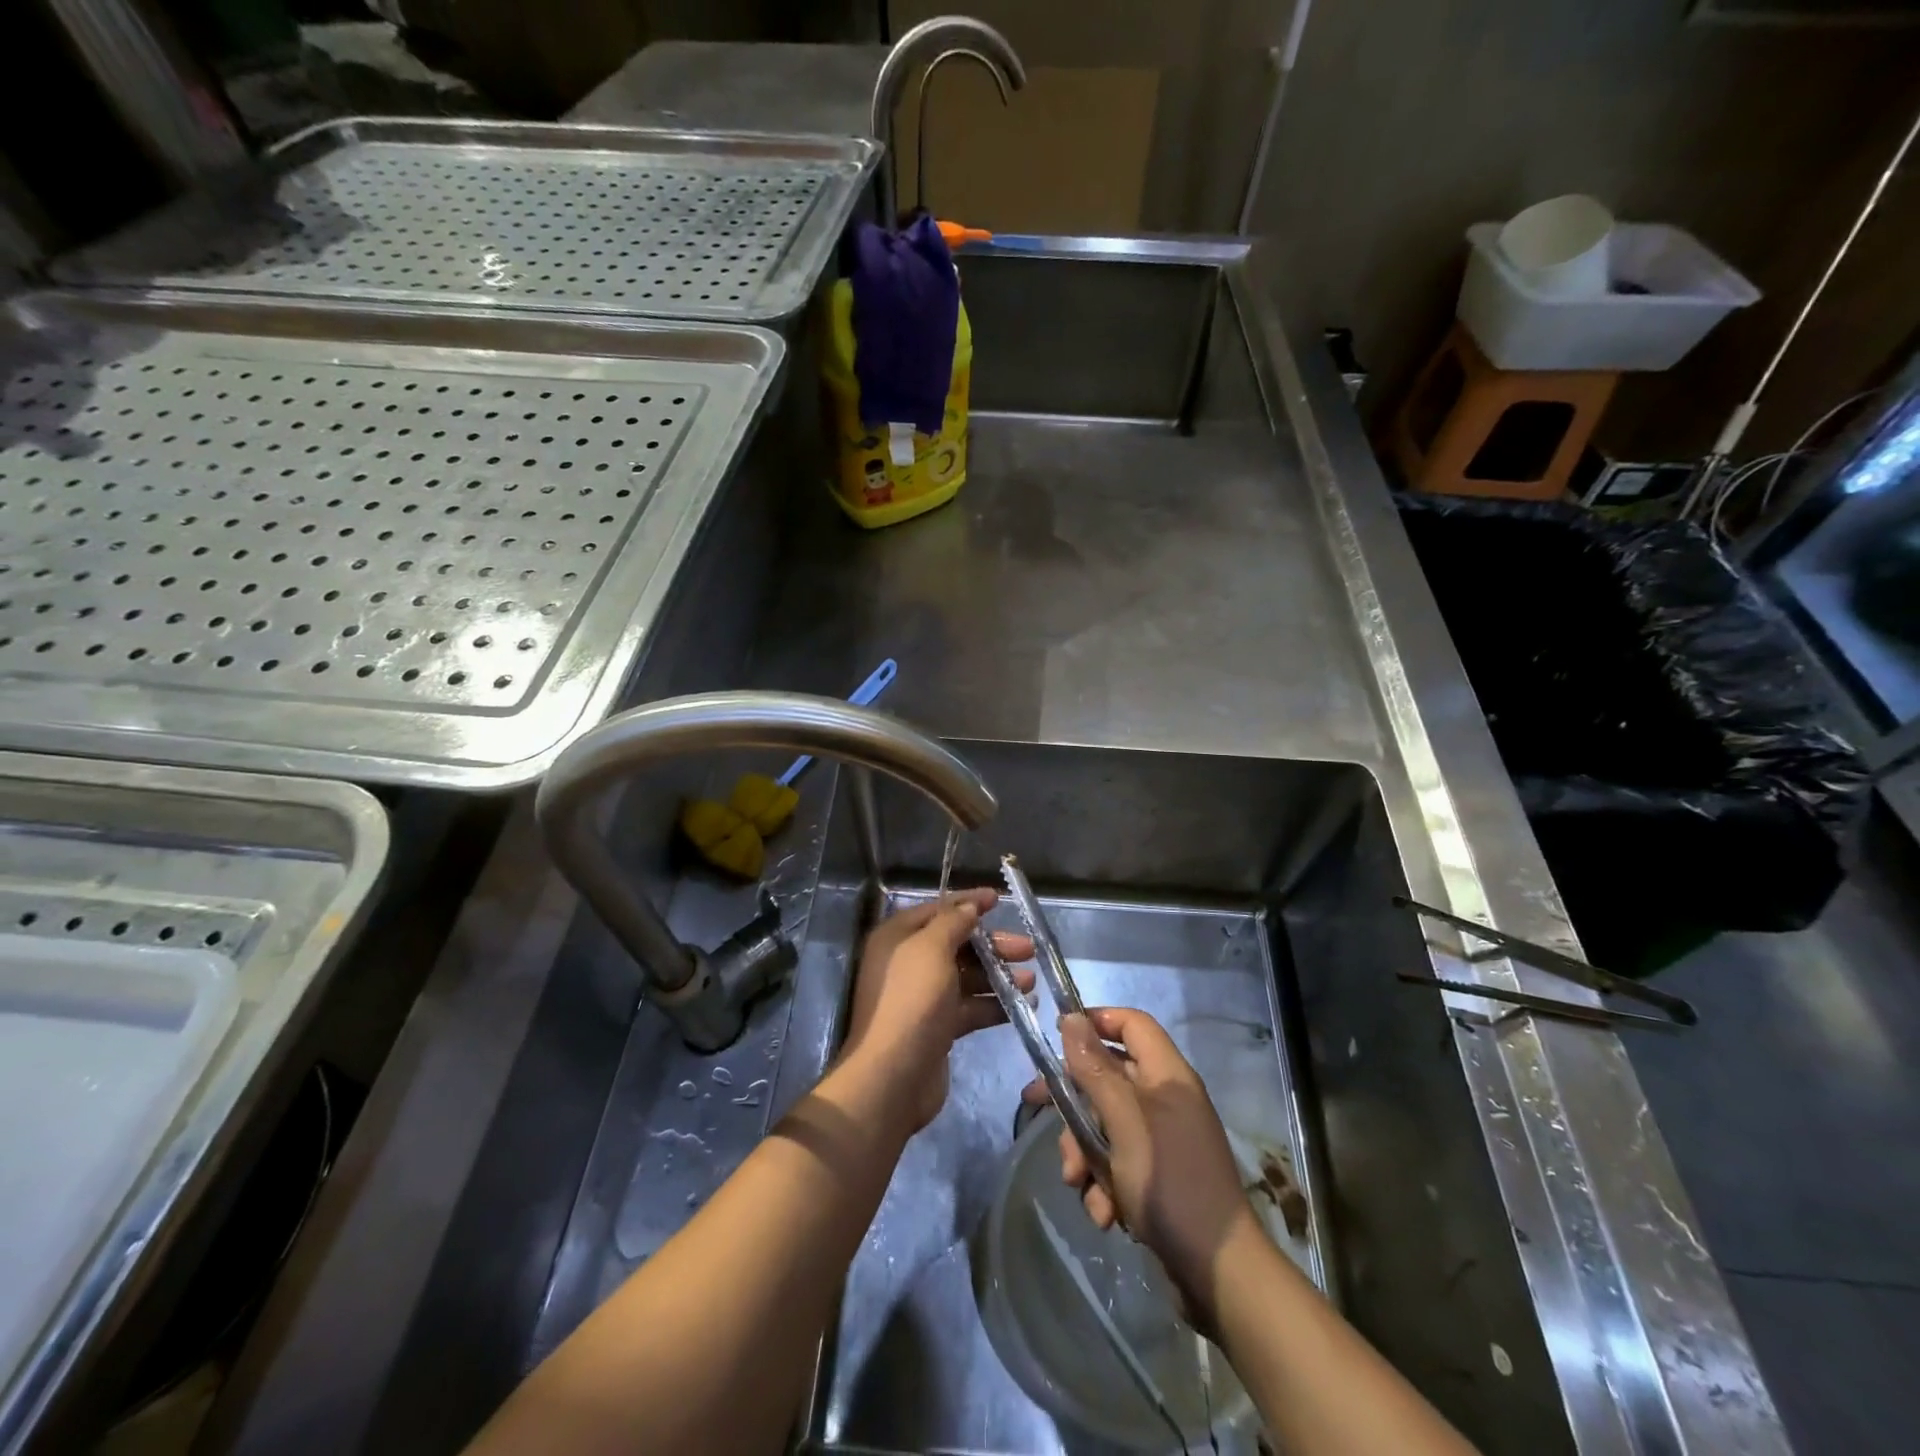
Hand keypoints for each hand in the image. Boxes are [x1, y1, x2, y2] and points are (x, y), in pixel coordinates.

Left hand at [840, 889, 1033, 1135]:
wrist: (893, 1076)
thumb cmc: (912, 1001)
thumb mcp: (932, 949)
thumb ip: (953, 923)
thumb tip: (970, 907)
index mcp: (898, 938)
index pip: (938, 910)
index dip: (968, 903)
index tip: (999, 899)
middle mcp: (908, 963)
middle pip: (957, 944)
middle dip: (993, 945)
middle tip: (1028, 949)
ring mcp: (923, 997)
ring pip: (967, 977)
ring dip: (999, 976)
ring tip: (1032, 980)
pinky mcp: (938, 1027)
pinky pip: (970, 1006)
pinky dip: (994, 1004)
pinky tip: (1023, 1005)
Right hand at [1022, 1007, 1259, 1325]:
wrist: (1218, 1273)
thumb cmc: (1169, 1183)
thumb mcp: (1123, 1122)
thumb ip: (1095, 1069)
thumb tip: (1071, 1018)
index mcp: (1167, 1075)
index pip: (1131, 1023)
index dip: (1095, 1021)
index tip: (1057, 1038)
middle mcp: (1166, 1099)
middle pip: (1108, 1076)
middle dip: (1074, 1103)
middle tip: (1038, 1111)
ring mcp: (1164, 1139)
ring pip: (1105, 1124)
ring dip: (1085, 1152)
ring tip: (1078, 1183)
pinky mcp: (1158, 1176)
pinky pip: (1119, 1162)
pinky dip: (1105, 1184)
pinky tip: (1104, 1213)